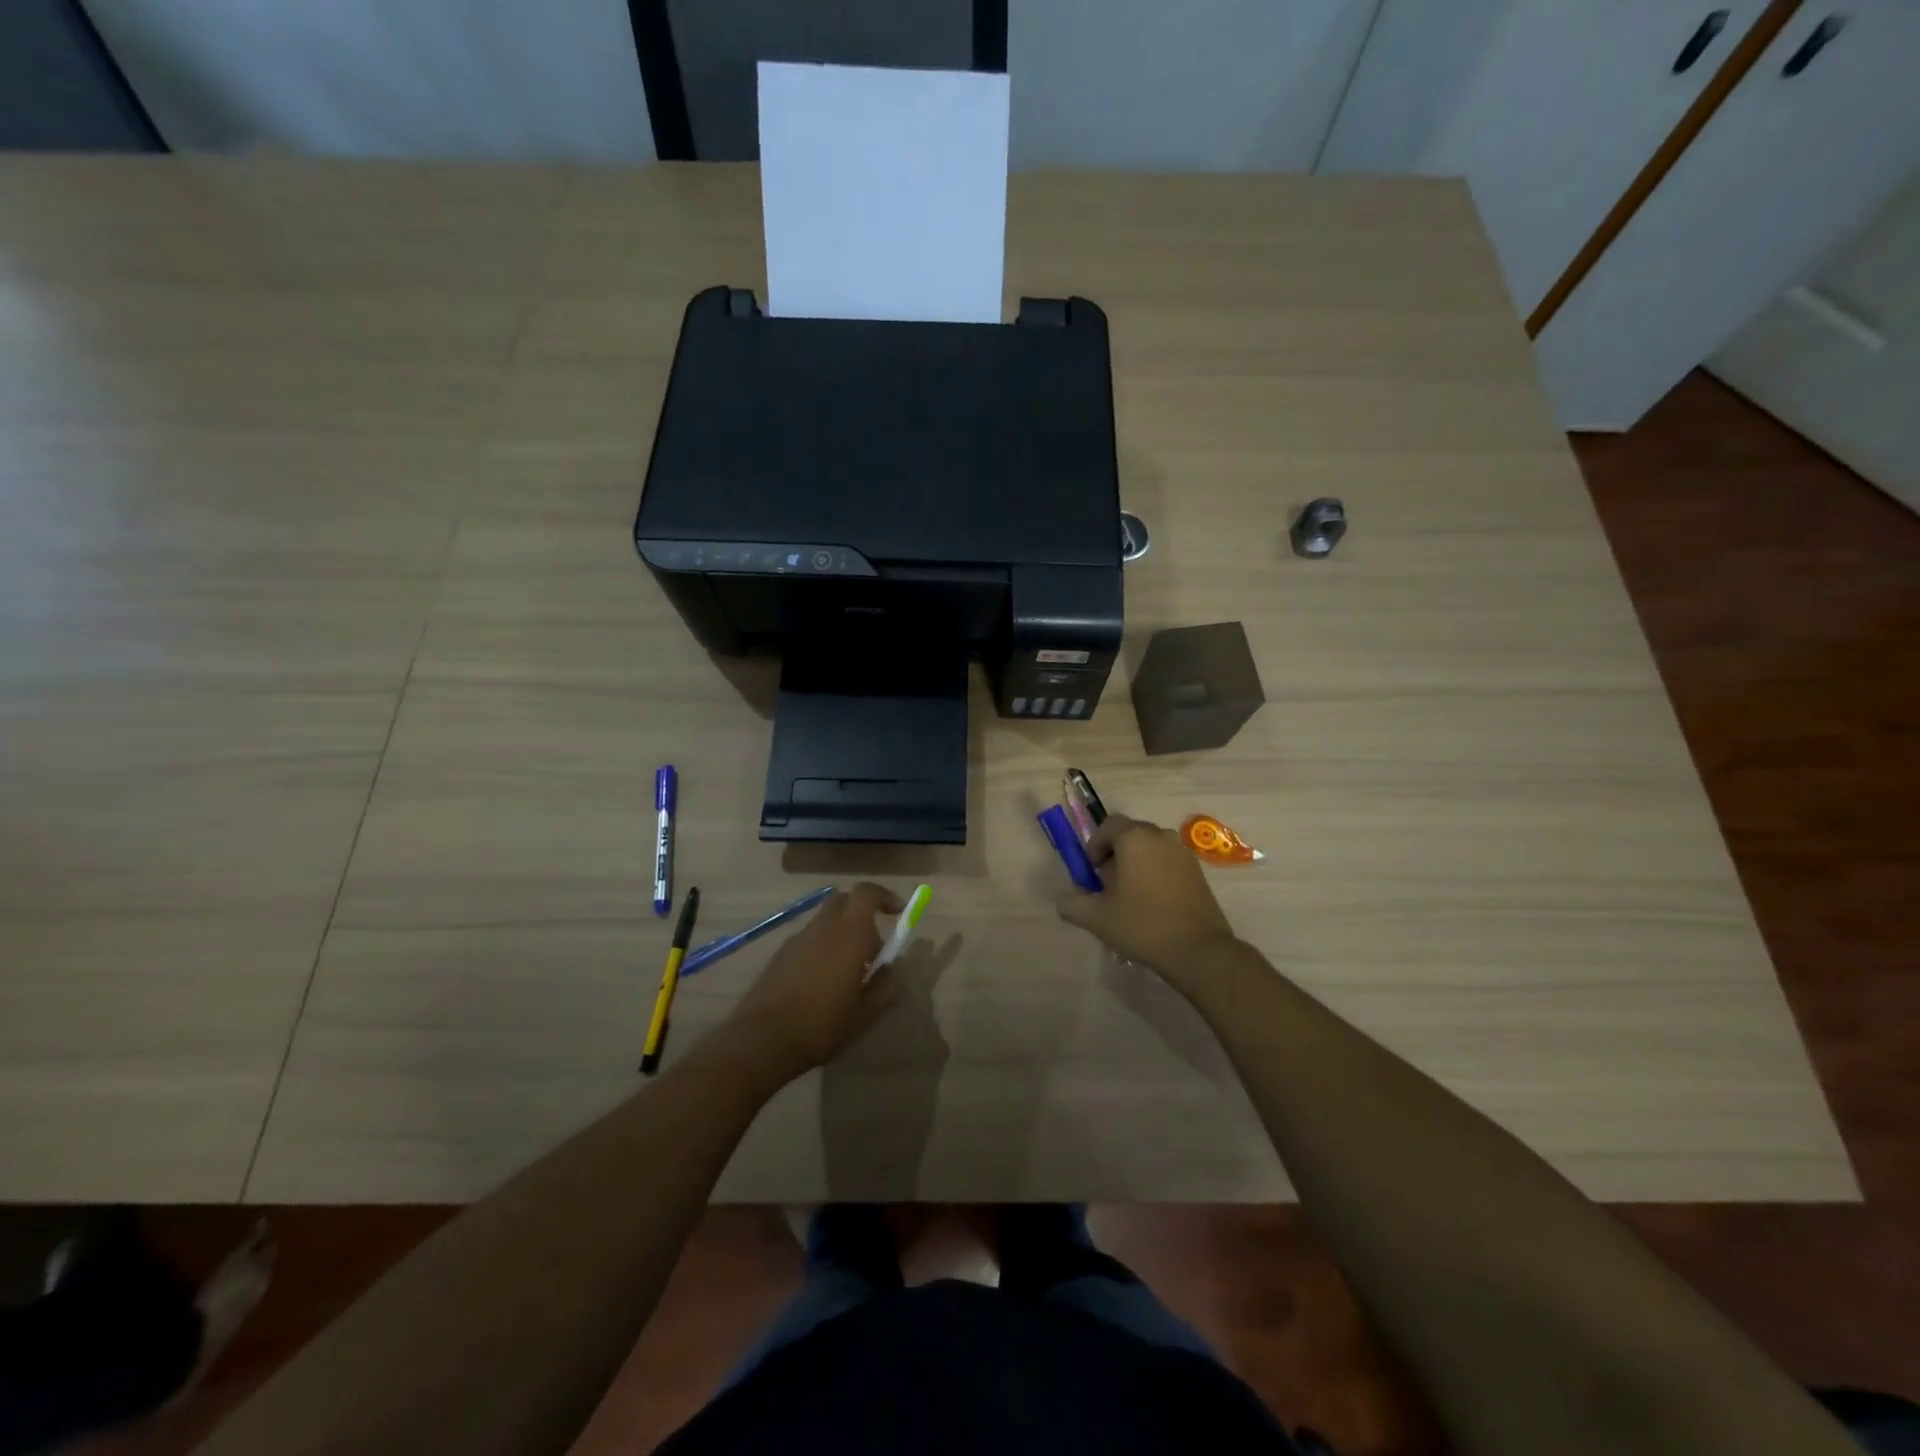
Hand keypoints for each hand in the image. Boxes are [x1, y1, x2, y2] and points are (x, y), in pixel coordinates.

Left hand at [725, 883, 904, 1081]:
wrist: (762, 1039)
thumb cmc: (821, 1025)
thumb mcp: (865, 1014)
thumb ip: (885, 986)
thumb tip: (891, 970)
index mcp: (849, 934)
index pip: (867, 893)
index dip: (884, 897)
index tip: (898, 912)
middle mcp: (823, 927)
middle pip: (845, 901)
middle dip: (862, 914)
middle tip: (871, 947)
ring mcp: (798, 938)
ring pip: (826, 921)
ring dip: (841, 933)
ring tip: (846, 973)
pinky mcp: (780, 953)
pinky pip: (809, 939)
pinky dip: (821, 947)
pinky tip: (820, 982)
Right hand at [1055, 815, 1240, 988]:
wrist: (1198, 950)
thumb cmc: (1142, 925)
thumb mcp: (1096, 917)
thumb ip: (1072, 904)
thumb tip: (1065, 899)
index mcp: (1135, 838)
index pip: (1108, 825)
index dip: (1095, 845)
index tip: (1092, 872)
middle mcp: (1160, 836)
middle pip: (1130, 834)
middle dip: (1115, 854)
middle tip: (1108, 885)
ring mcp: (1183, 853)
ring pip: (1150, 848)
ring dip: (1136, 864)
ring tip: (1130, 896)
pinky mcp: (1198, 871)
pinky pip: (1168, 862)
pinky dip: (1156, 873)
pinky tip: (1154, 904)